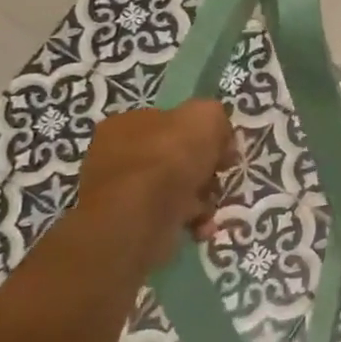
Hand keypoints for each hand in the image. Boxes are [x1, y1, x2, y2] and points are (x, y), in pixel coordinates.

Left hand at [73, 101, 237, 269]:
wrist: (140, 215)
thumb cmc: (170, 156)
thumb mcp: (205, 117)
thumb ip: (214, 116)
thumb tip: (217, 133)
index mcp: (126, 125)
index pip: (170, 123)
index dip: (201, 134)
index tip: (223, 148)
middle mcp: (117, 156)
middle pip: (175, 157)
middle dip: (203, 169)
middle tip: (219, 176)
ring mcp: (121, 193)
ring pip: (175, 188)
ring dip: (201, 197)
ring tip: (210, 205)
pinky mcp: (131, 224)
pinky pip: (170, 217)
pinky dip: (191, 220)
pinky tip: (202, 225)